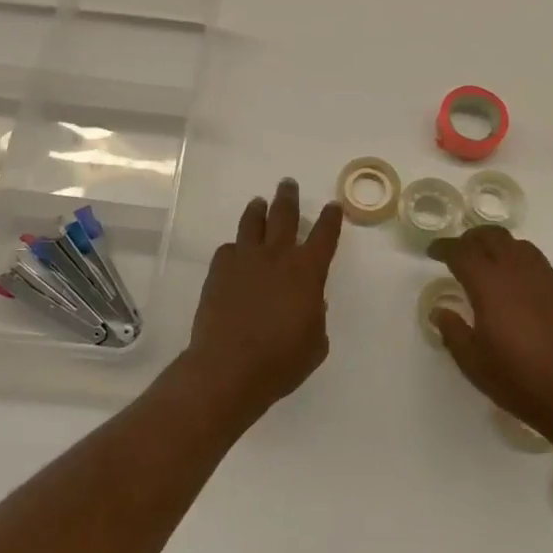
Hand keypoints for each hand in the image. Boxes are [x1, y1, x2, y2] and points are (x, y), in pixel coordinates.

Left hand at [181, 179, 343, 424]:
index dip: (331, 218)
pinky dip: (235, 247)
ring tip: (259, 203)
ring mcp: (245, 260)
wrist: (229, 368)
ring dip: (258, 210)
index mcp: (307, 271)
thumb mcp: (315, 342)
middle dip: (288, 197)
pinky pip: (228, 249)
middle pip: (284, 215)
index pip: (325, 235)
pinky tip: (235, 252)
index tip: (333, 206)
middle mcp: (277, 256)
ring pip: (252, 223)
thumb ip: (316, 315)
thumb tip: (310, 301)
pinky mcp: (218, 271)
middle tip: (288, 184)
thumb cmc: (281, 361)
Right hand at [427, 226, 552, 445]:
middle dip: (472, 239)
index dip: (444, 247)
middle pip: (492, 237)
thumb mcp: (474, 363)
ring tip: (491, 264)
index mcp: (490, 284)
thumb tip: (440, 311)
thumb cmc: (520, 380)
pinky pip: (541, 266)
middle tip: (460, 253)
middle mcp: (519, 271)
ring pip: (520, 246)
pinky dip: (523, 267)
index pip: (461, 252)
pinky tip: (522, 290)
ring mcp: (548, 278)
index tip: (433, 251)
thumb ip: (453, 331)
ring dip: (500, 247)